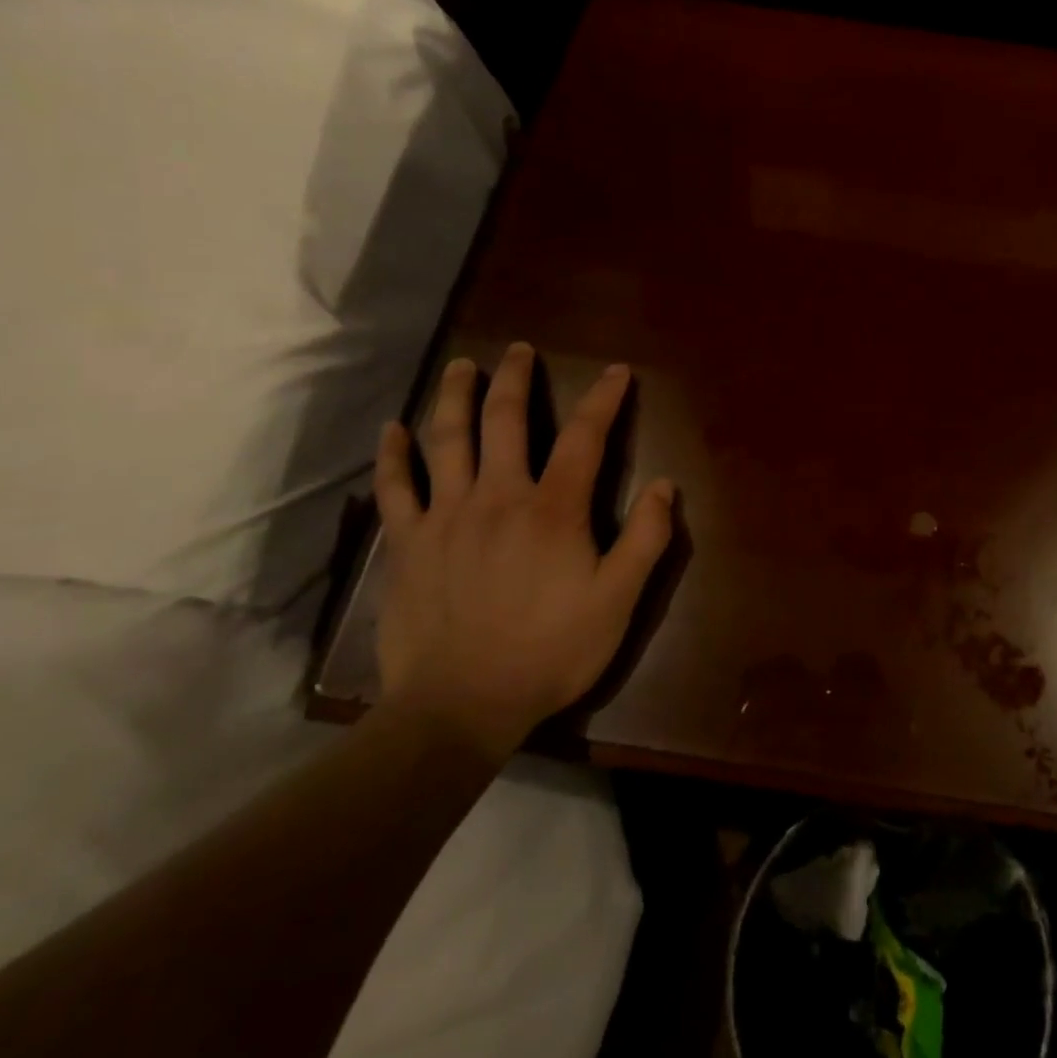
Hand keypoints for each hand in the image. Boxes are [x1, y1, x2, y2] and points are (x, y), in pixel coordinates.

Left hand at [372, 344, 675, 759]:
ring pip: (448, 439)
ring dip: (455, 396)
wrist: (460, 707)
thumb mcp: (618, 601)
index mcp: (553, 509)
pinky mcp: (407, 543)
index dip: (604, 399)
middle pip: (505, 420)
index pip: (585, 437)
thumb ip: (645, 539)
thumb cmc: (549, 651)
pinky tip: (393, 429)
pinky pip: (396, 488)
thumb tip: (663, 484)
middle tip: (520, 349)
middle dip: (516, 378)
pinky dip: (393, 455)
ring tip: (462, 365)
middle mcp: (498, 496)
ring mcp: (446, 516)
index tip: (616, 371)